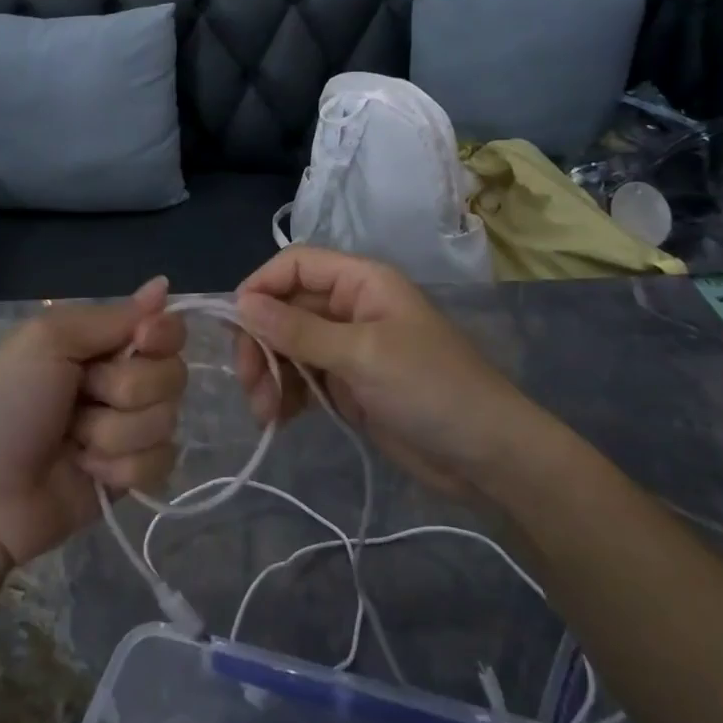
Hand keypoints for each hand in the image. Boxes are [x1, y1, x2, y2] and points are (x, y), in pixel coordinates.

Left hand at [0, 278, 187, 567]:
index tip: (141, 342)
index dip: (164, 334)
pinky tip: (86, 471)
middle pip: (173, 374)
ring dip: (114, 432)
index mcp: (100, 342)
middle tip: (82, 396)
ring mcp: (128, 429)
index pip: (165, 328)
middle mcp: (121, 380)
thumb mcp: (48, 341)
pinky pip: (160, 462)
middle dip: (127, 389)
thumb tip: (163, 284)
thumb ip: (112, 316)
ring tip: (73, 441)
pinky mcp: (131, 475)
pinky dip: (121, 468)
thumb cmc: (6, 403)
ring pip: (166, 419)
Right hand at [234, 247, 524, 495]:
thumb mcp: (362, 355)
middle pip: (286, 308)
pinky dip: (286, 395)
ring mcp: (348, 348)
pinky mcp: (348, 384)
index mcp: (361, 282)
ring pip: (289, 346)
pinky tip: (279, 419)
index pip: (296, 265)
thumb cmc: (431, 388)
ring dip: (270, 374)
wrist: (487, 457)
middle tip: (250, 384)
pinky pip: (303, 378)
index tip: (235, 325)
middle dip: (262, 342)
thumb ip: (299, 330)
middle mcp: (351, 307)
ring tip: (265, 413)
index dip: (261, 287)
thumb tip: (241, 303)